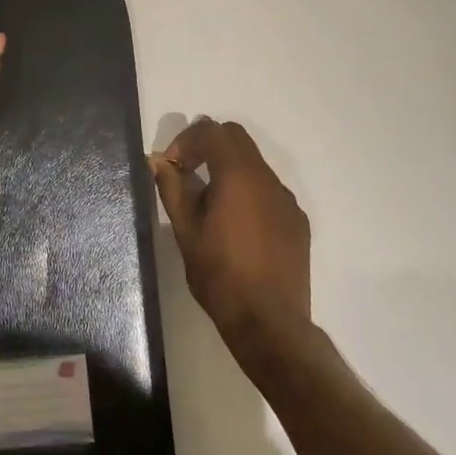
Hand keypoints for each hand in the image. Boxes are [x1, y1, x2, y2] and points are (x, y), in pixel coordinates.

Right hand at [152, 118, 311, 349]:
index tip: (171, 166)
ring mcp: (286, 200)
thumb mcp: (185, 232)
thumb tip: (158, 161)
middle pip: (235, 137)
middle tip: (187, 173)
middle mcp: (267, 179)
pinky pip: (268, 190)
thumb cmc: (220, 276)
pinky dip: (247, 191)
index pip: (211, 131)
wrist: (270, 323)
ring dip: (228, 169)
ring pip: (253, 163)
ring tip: (210, 204)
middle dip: (207, 146)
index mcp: (238, 176)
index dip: (185, 140)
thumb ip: (172, 189)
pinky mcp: (297, 221)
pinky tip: (237, 226)